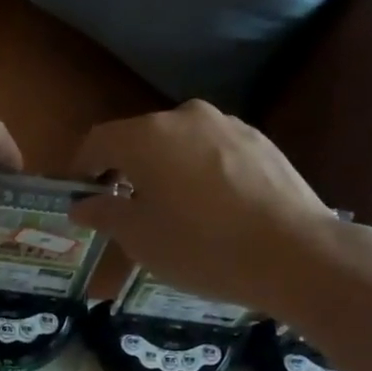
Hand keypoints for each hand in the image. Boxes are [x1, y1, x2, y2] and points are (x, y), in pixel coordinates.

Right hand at [69, 101, 342, 315]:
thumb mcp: (140, 239)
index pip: (98, 141)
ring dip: (164, 171)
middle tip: (123, 209)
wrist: (293, 253)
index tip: (79, 195)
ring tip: (170, 212)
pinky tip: (210, 210)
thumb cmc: (201, 247)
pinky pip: (212, 153)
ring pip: (179, 145)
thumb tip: (81, 204)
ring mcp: (228, 125)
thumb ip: (104, 213)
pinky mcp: (260, 142)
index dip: (81, 168)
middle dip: (125, 170)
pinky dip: (198, 174)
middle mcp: (186, 117)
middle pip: (140, 139)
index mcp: (148, 136)